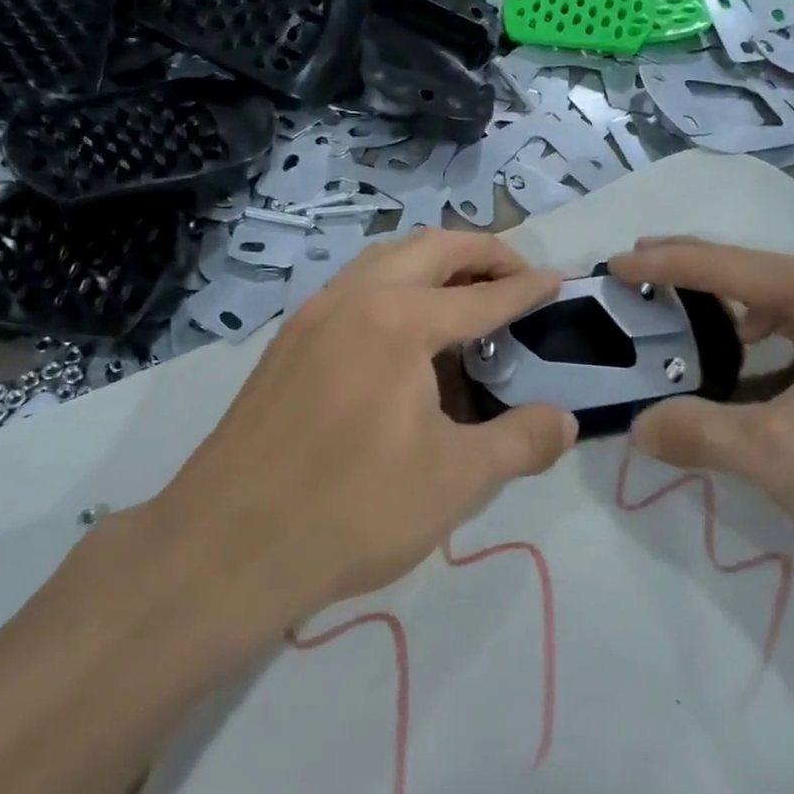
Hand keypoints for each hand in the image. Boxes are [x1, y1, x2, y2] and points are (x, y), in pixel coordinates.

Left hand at [152, 231, 577, 623]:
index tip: (557, 280)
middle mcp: (355, 299)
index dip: (527, 288)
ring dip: (432, 263)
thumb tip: (566, 421)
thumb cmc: (353, 510)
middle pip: (431, 248)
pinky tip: (402, 333)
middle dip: (482, 253)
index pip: (483, 295)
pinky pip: (352, 287)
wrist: (227, 545)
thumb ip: (521, 442)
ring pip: (384, 258)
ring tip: (463, 297)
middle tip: (516, 276)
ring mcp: (312, 315)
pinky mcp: (286, 341)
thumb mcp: (456, 481)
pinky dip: (392, 285)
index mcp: (401, 322)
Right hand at [608, 239, 793, 613]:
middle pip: (764, 275)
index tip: (617, 263)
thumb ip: (696, 432)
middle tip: (642, 270)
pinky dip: (768, 342)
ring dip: (734, 308)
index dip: (669, 262)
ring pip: (790, 307)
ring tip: (686, 313)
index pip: (736, 269)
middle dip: (700, 273)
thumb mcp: (774, 456)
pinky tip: (748, 364)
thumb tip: (636, 427)